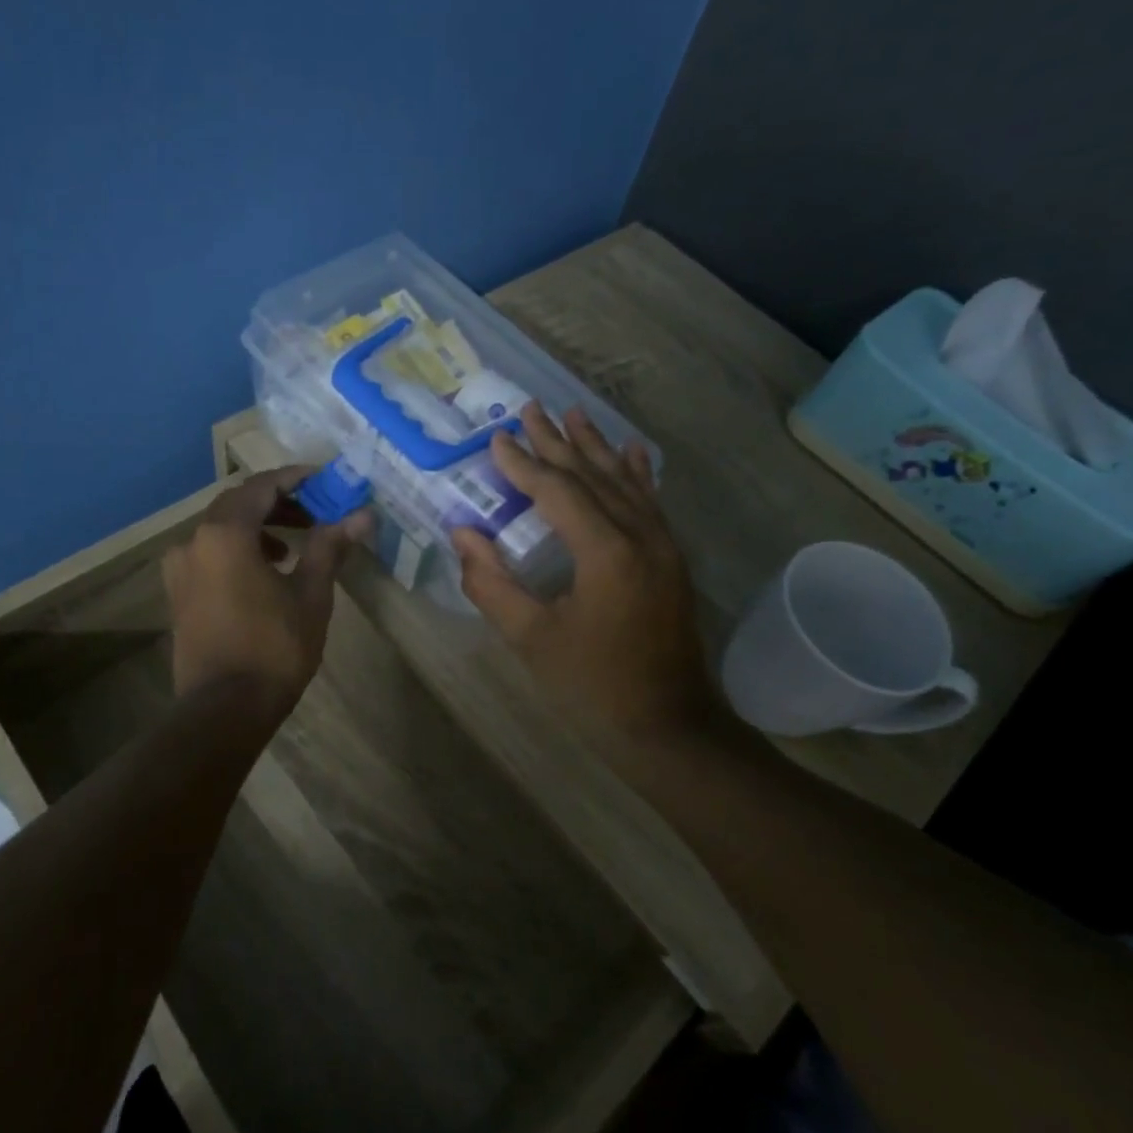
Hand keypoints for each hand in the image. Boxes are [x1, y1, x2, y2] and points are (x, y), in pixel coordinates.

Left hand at [163, 468, 370, 713]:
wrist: (225, 708)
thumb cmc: (274, 647)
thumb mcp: (310, 594)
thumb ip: (330, 547)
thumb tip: (362, 515)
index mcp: (225, 533)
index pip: (261, 486)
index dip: (295, 479)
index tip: (324, 480)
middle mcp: (194, 541)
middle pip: (238, 504)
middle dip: (278, 503)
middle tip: (315, 512)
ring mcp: (180, 569)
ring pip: (222, 529)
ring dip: (258, 527)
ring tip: (293, 546)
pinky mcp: (178, 593)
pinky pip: (209, 554)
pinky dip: (238, 550)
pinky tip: (264, 573)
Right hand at [451, 403, 710, 737]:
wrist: (668, 724)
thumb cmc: (593, 684)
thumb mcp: (531, 638)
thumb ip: (491, 584)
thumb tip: (462, 535)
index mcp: (605, 552)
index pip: (557, 491)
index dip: (524, 464)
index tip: (496, 438)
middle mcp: (639, 535)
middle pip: (592, 475)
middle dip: (557, 442)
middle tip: (530, 408)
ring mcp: (662, 545)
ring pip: (624, 481)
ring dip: (595, 447)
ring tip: (573, 414)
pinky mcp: (671, 559)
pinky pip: (650, 502)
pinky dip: (637, 472)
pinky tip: (633, 450)